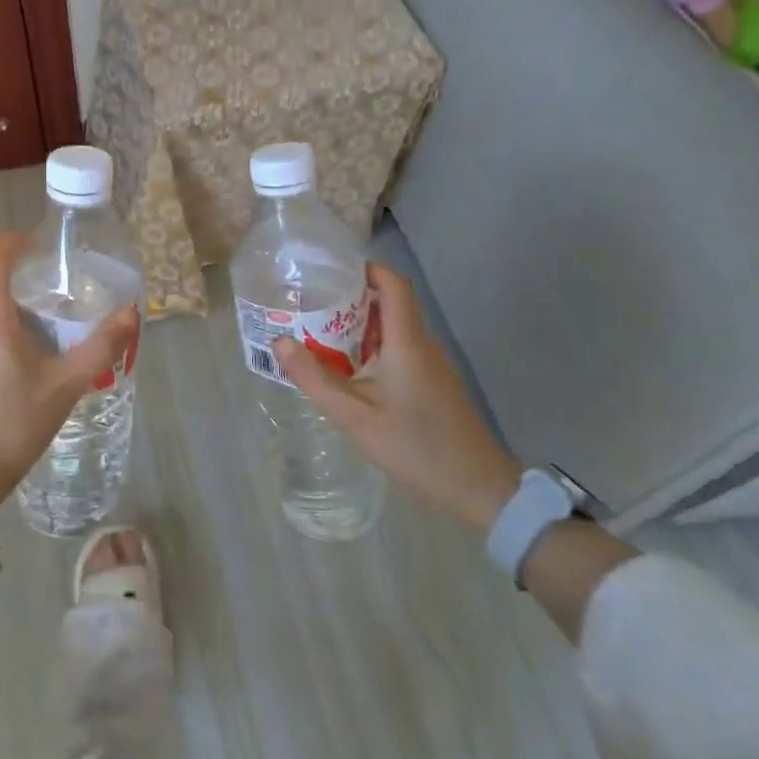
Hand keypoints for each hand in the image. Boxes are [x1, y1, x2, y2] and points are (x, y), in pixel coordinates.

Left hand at [0, 233, 138, 521]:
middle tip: (64, 318)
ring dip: (17, 327)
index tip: (37, 246)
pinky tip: (23, 384)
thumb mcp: (66, 386)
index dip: (12, 243)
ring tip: (49, 356)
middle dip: (29, 298)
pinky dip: (2, 349)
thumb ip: (100, 347)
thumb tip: (131, 312)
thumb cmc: (14, 426)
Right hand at [274, 263, 521, 530]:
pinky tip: (350, 371)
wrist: (478, 488)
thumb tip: (280, 342)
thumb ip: (315, 378)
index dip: (367, 269)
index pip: (394, 285)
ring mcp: (433, 365)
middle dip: (351, 299)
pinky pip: (401, 351)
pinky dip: (374, 349)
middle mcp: (423, 345)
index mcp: (407, 342)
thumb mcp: (354, 416)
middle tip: (312, 305)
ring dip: (360, 327)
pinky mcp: (435, 384)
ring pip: (394, 330)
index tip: (332, 269)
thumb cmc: (415, 446)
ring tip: (321, 335)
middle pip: (391, 304)